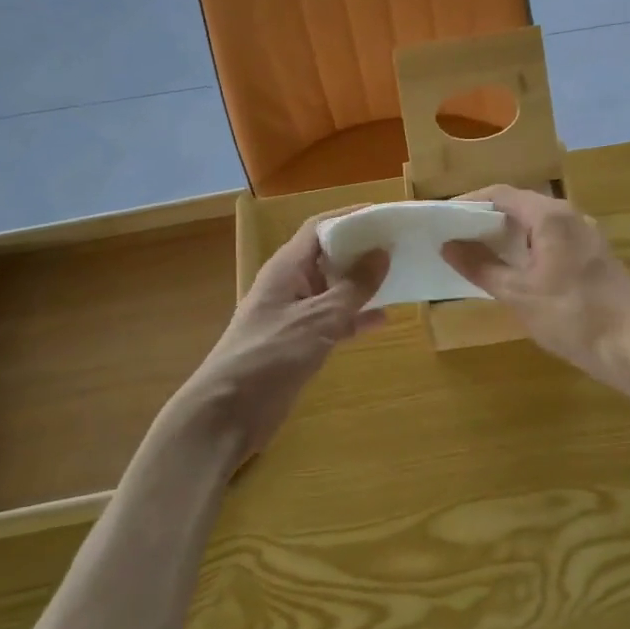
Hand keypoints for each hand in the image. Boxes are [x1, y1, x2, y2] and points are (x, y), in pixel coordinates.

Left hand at [188, 212, 387, 462]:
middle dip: (362, 250)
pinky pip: (334, 320)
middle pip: (329, 255)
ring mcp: (294, 314)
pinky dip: (355, 317)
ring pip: (334, 289)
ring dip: (363, 284)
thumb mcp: (318, 318)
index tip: (386, 215)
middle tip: (401, 245)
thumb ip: (353, 287)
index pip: (320, 227)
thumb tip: (382, 253)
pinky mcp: (299, 343)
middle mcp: (290, 284)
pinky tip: (383, 319)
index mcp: (287, 267)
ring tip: (400, 276)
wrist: (228, 413)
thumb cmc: (270, 356)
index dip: (351, 218)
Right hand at [441, 185, 629, 385]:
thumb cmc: (572, 316)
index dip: (468, 203)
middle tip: (455, 239)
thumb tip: (448, 245)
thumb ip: (481, 267)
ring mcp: (587, 236)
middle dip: (486, 221)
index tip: (443, 219)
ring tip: (478, 257)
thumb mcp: (519, 294)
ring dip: (508, 237)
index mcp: (550, 216)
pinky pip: (553, 241)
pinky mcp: (595, 257)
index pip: (500, 194)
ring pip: (538, 225)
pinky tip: (516, 274)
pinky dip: (529, 250)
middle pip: (520, 206)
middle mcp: (571, 216)